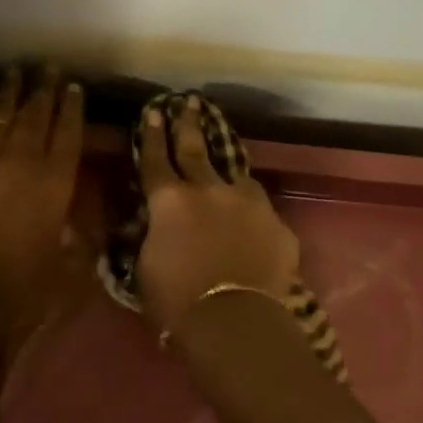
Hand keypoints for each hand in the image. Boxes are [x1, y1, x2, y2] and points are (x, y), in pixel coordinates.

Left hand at [0, 68, 85, 328]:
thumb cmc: (18, 284)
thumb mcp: (64, 260)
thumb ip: (76, 233)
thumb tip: (82, 218)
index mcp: (54, 180)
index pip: (67, 132)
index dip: (72, 107)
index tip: (74, 87)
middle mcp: (20, 158)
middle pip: (35, 114)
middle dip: (44, 89)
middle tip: (49, 69)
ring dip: (10, 90)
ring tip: (16, 72)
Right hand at [136, 98, 298, 336]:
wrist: (235, 320)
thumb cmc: (177, 302)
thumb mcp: (147, 266)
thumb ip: (153, 235)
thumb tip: (158, 224)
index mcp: (170, 201)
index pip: (156, 160)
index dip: (152, 135)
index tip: (154, 112)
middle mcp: (209, 190)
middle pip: (196, 149)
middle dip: (189, 124)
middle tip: (188, 102)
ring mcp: (247, 203)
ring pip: (235, 173)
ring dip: (226, 165)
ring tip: (225, 156)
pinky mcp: (276, 223)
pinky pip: (260, 209)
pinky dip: (251, 209)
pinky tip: (252, 217)